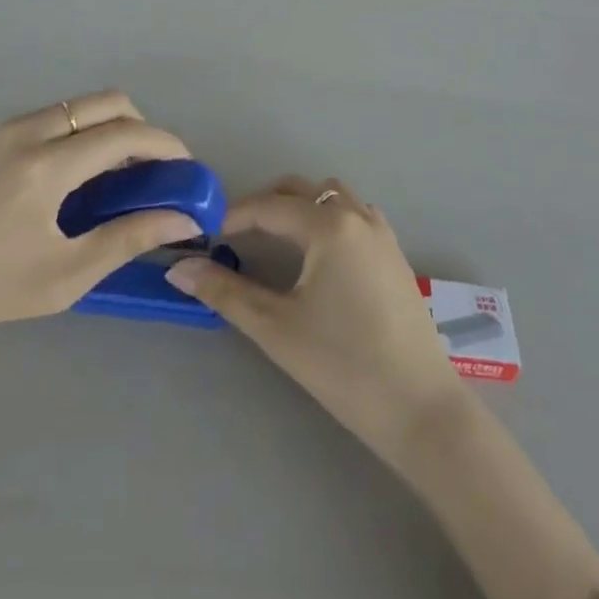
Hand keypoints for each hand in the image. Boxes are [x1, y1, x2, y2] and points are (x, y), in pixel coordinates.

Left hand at [0, 92, 198, 353]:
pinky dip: (82, 131)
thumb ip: (128, 238)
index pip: (124, 134)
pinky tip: (77, 175)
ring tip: (116, 176)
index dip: (164, 144)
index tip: (186, 166)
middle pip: (107, 102)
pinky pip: (56, 116)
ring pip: (81, 105)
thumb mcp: (65, 275)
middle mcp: (29, 131)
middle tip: (152, 169)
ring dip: (111, 127)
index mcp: (46, 166)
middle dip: (142, 127)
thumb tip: (182, 217)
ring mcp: (7, 128)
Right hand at [167, 176, 462, 463]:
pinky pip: (354, 214)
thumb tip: (178, 268)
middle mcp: (357, 215)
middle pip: (302, 190)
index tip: (205, 235)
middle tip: (234, 236)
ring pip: (332, 196)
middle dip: (265, 205)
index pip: (269, 206)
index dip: (233, 216)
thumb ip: (225, 292)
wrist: (420, 408)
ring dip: (299, 207)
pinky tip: (317, 255)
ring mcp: (381, 232)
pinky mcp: (394, 253)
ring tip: (273, 240)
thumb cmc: (343, 365)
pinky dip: (327, 218)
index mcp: (329, 225)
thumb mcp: (276, 328)